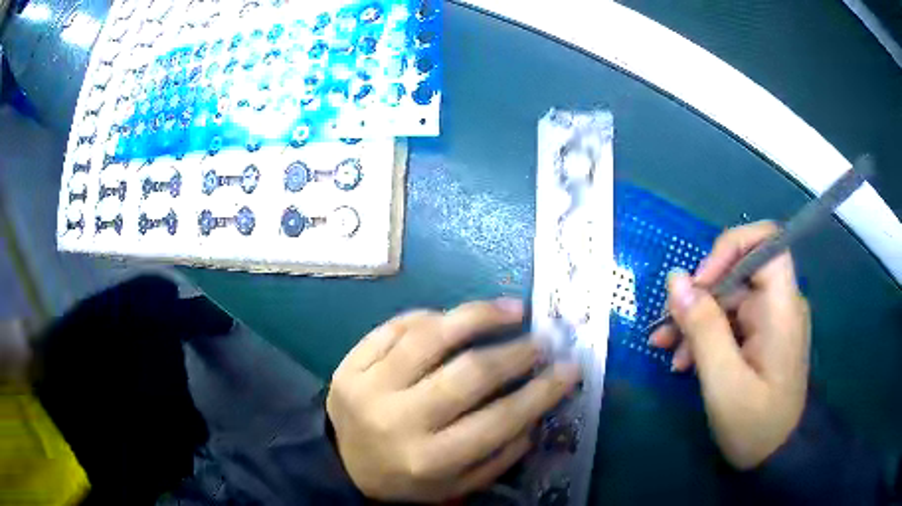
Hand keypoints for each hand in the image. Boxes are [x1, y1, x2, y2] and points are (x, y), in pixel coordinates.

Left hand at [327, 299, 580, 501]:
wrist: (342, 464)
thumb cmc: (407, 478)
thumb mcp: (457, 485)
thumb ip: (500, 455)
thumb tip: (536, 410)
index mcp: (430, 459)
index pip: (499, 420)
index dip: (542, 391)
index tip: (571, 368)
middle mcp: (398, 421)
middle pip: (468, 374)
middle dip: (516, 352)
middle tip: (542, 339)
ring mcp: (368, 387)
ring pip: (430, 338)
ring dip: (478, 316)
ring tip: (511, 309)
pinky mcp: (349, 365)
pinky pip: (395, 328)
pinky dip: (430, 317)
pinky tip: (453, 318)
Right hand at [649, 221, 810, 468]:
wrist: (775, 456)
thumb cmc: (755, 425)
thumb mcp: (724, 382)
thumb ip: (703, 328)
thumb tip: (675, 279)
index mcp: (781, 307)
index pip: (766, 241)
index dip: (730, 248)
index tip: (699, 283)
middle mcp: (779, 304)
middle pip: (738, 273)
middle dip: (699, 296)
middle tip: (666, 329)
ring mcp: (769, 322)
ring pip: (728, 299)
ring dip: (696, 320)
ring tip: (667, 350)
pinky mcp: (761, 338)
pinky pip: (730, 322)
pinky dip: (705, 335)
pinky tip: (684, 360)